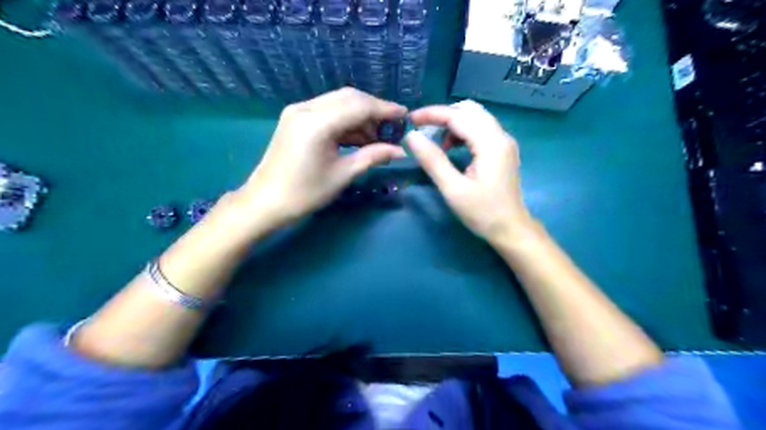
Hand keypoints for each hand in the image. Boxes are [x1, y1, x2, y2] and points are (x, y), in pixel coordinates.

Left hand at [239, 87, 405, 228]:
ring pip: (339, 103)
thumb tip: (400, 150)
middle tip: (392, 127)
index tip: (405, 116)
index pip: (359, 106)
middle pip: (349, 98)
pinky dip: (345, 121)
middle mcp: (306, 108)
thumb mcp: (343, 175)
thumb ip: (372, 156)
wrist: (265, 202)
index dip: (385, 109)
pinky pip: (328, 112)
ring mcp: (298, 112)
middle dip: (374, 110)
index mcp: (317, 123)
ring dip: (360, 116)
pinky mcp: (296, 119)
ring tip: (377, 137)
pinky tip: (359, 137)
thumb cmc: (305, 193)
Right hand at [407, 99, 533, 241]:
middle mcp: (501, 136)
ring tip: (437, 142)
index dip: (432, 114)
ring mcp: (504, 142)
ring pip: (476, 117)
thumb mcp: (453, 189)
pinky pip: (481, 129)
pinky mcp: (503, 150)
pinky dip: (463, 131)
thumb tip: (411, 136)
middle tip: (423, 129)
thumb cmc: (482, 212)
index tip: (410, 120)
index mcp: (490, 143)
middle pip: (469, 110)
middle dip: (443, 115)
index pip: (458, 115)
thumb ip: (432, 160)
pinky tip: (453, 149)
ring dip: (454, 123)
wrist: (511, 229)